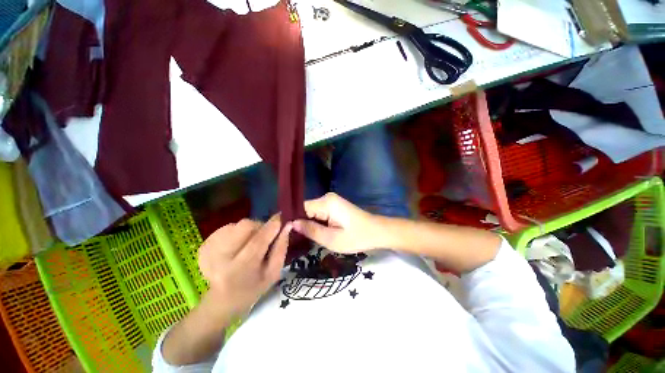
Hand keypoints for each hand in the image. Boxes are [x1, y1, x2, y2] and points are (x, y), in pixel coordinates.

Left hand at [198, 215, 290, 316]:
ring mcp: (208, 251)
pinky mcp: (203, 246)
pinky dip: (236, 232)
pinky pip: (226, 228)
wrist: (222, 299)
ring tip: (248, 242)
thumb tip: (286, 226)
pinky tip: (236, 244)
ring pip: (235, 225)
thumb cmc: (253, 288)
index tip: (280, 217)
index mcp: (240, 270)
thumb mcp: (273, 273)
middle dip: (258, 226)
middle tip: (263, 234)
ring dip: (247, 229)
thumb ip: (281, 248)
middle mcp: (220, 259)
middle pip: (244, 227)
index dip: (271, 227)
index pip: (258, 242)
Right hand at [292, 193, 380, 253]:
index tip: (281, 232)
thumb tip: (292, 224)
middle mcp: (327, 198)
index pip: (301, 207)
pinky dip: (314, 222)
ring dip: (306, 223)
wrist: (377, 232)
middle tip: (290, 239)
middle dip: (298, 223)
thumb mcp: (332, 239)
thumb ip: (311, 230)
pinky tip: (310, 233)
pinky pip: (319, 213)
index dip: (291, 219)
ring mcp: (331, 201)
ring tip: (297, 238)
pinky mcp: (334, 206)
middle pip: (305, 209)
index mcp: (326, 202)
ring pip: (311, 212)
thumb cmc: (357, 237)